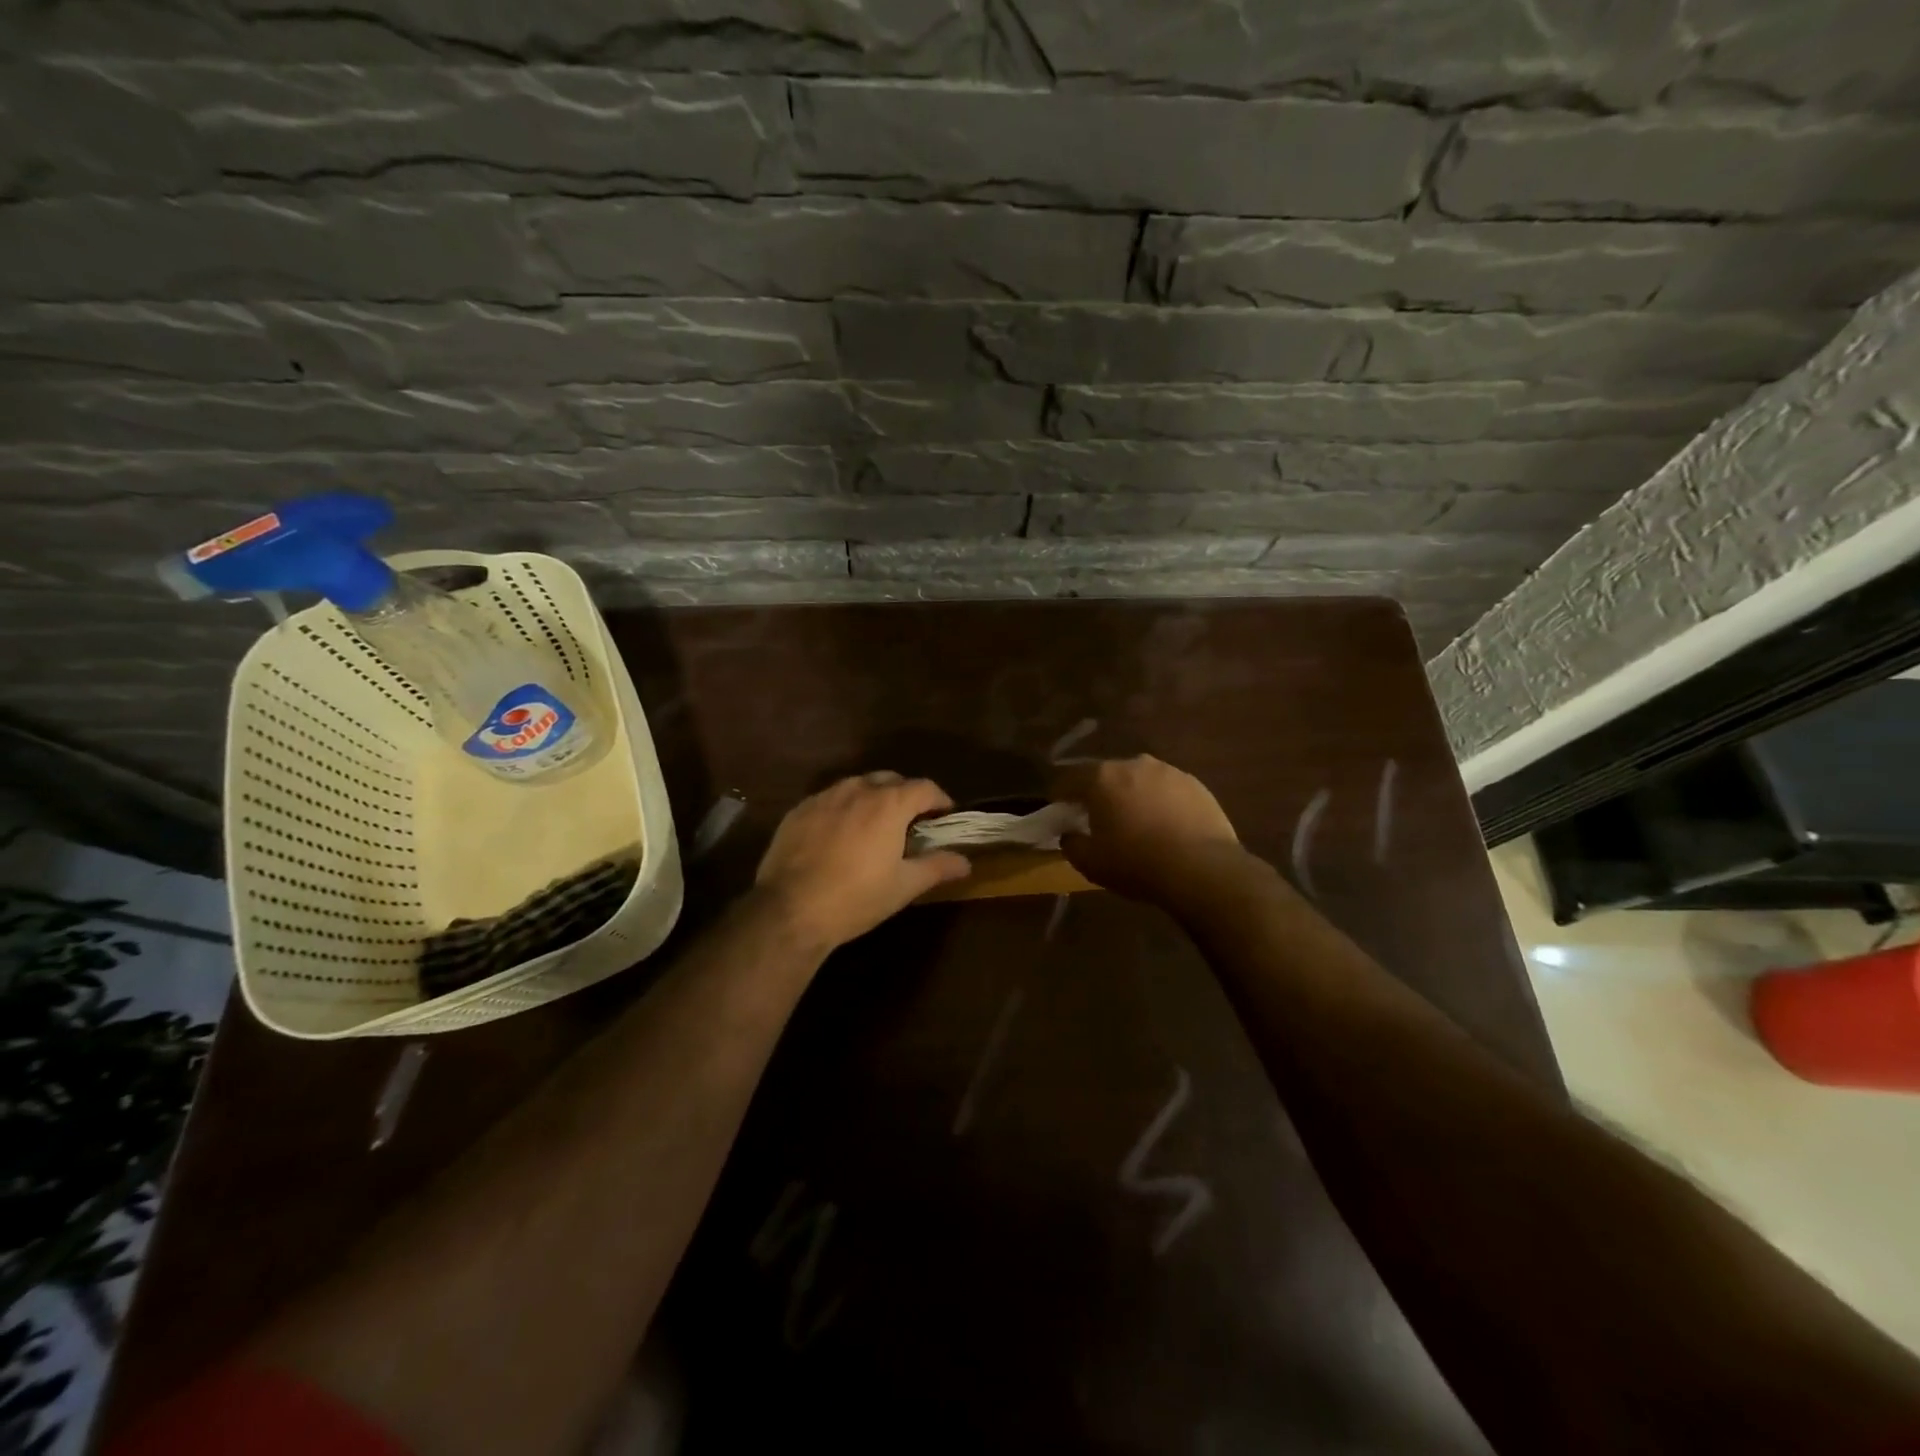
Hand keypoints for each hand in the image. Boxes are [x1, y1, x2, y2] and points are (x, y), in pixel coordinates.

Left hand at [755, 772, 970, 952]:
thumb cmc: (856, 898)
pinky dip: (843, 809)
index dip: (939, 800)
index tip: (944, 816)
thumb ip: (937, 867)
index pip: (924, 788)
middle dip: (906, 795)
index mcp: (889, 804)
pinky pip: (830, 799)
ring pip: (857, 786)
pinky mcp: (798, 810)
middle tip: (911, 822)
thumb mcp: (903, 886)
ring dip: (873, 798)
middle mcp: (857, 790)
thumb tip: (966, 861)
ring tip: (875, 825)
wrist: (789, 910)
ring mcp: (824, 797)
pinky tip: (840, 835)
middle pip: (891, 780)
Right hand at [1052, 755, 1241, 902]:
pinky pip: (1166, 789)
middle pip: (1105, 774)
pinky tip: (1164, 824)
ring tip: (1134, 820)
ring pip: (1138, 779)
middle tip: (1096, 816)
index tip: (1056, 807)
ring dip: (1131, 794)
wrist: (1203, 870)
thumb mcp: (1091, 863)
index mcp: (1102, 778)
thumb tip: (1070, 834)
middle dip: (1097, 792)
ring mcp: (1168, 771)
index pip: (1069, 778)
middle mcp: (1133, 764)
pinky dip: (1159, 802)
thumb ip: (1071, 844)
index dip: (1059, 793)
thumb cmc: (1137, 864)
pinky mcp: (1195, 784)